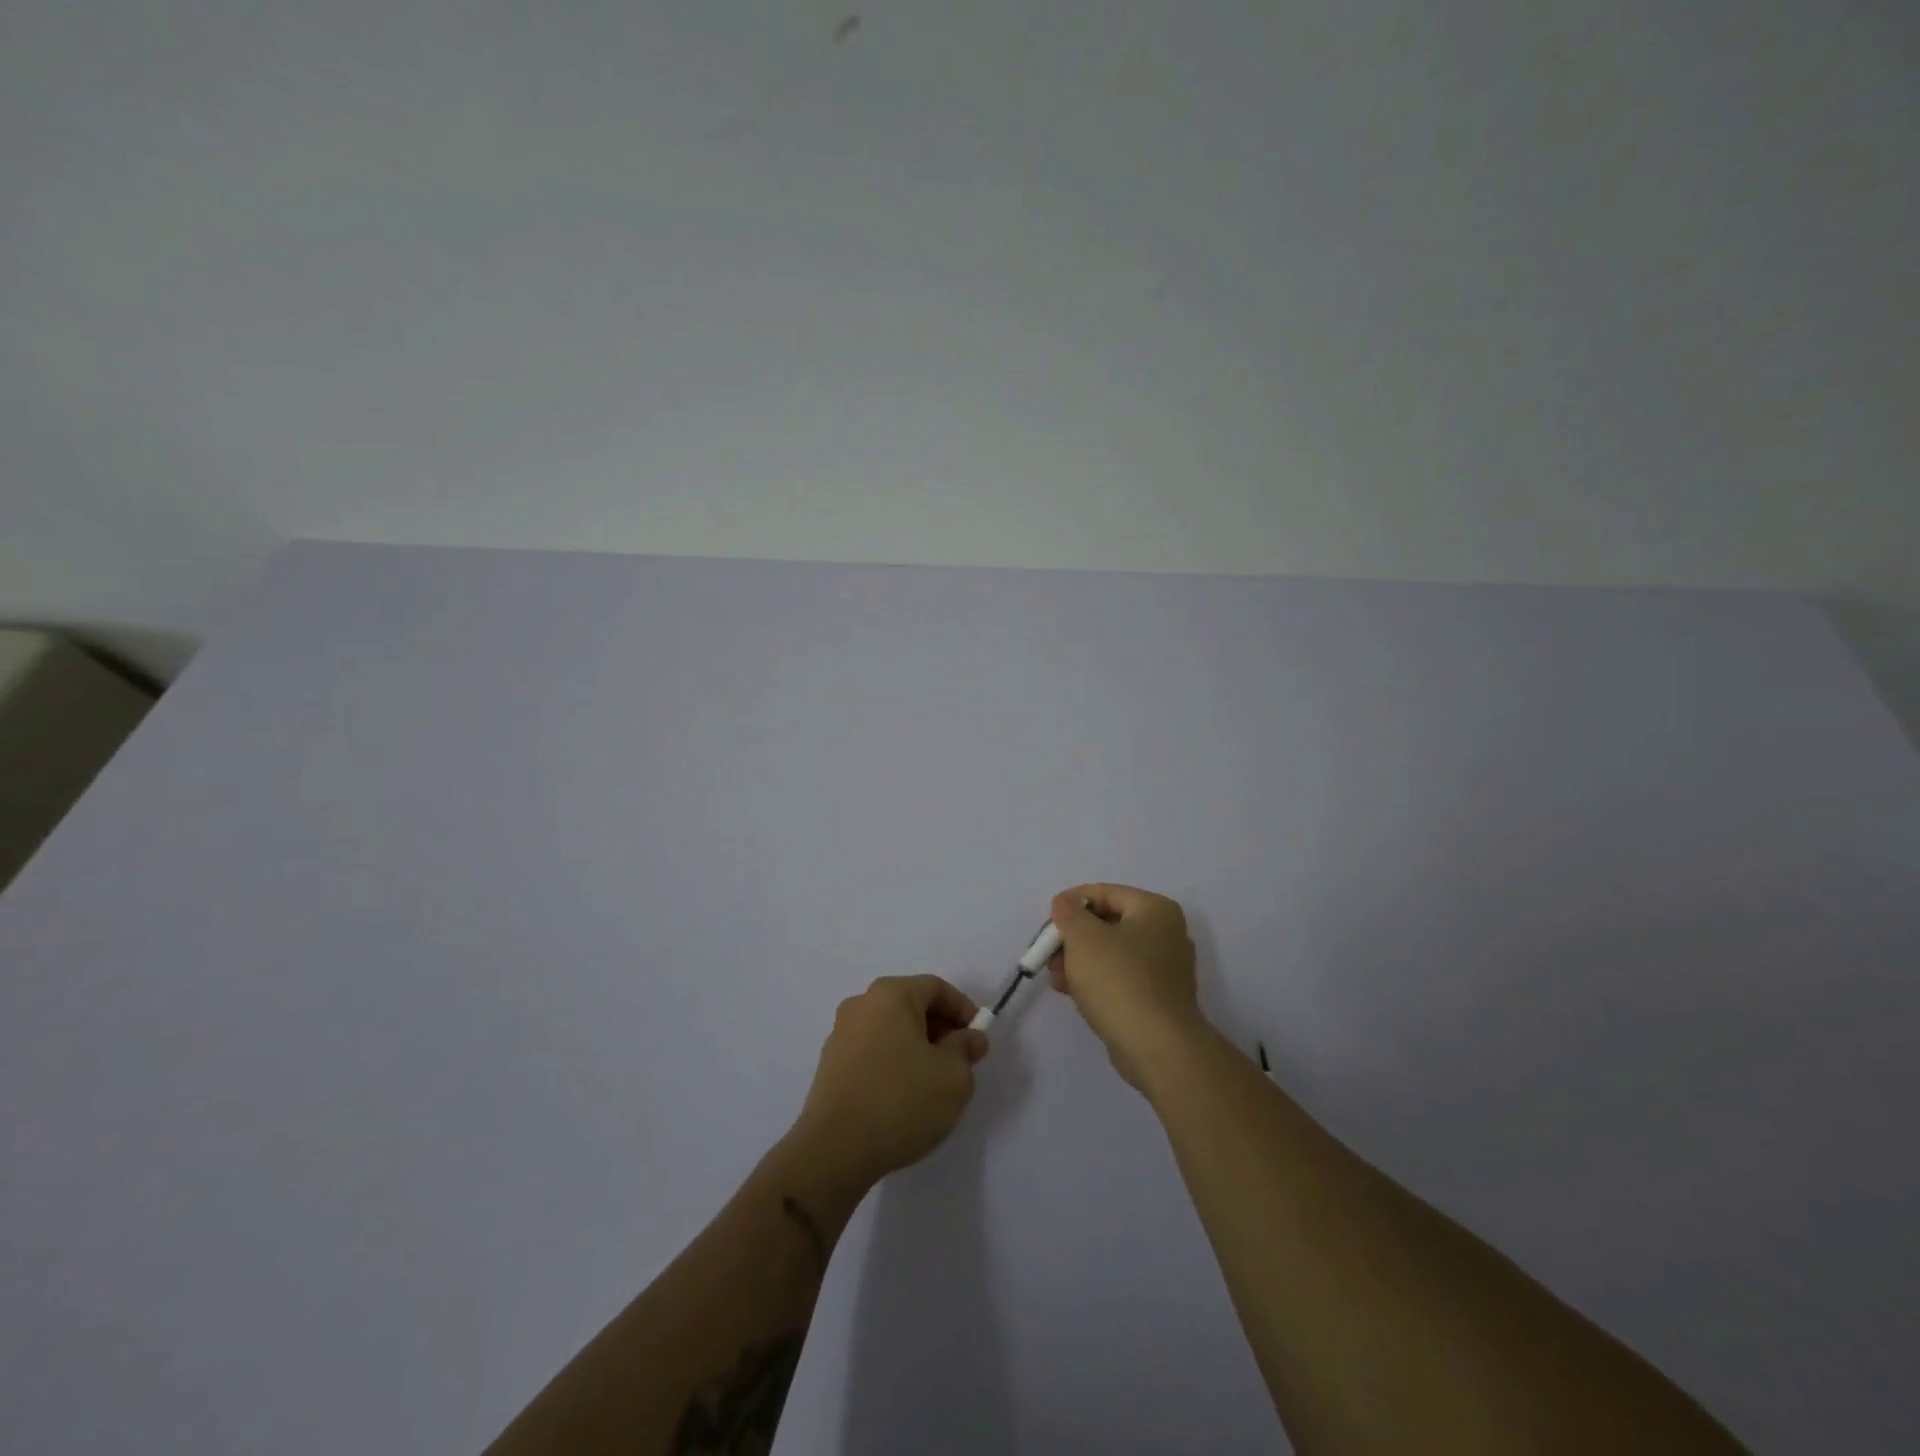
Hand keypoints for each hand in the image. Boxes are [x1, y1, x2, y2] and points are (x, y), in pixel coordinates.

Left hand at [792, 974, 989, 1190]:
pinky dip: (894, 1062)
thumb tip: (969, 1038)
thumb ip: (966, 1049)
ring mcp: (841, 1034)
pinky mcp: (830, 1064)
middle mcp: (861, 1004)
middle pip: (911, 1005)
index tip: (978, 1039)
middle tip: (961, 1061)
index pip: (936, 988)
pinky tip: (904, 1096)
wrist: (834, 1151)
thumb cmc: (901, 1101)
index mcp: (890, 994)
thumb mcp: (952, 1076)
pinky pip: (873, 1051)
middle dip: (941, 1029)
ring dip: (917, 1047)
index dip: (963, 1009)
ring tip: (934, 1082)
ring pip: (892, 1029)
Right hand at [1049, 884, 1206, 1089]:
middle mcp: (1166, 933)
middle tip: (1049, 952)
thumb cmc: (1119, 980)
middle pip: (1108, 923)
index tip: (1048, 920)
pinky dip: (1096, 980)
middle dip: (1073, 936)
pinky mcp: (1158, 998)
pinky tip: (1072, 992)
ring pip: (1112, 952)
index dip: (1072, 902)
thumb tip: (1065, 903)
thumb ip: (1068, 913)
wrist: (1157, 1047)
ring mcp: (1165, 968)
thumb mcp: (1083, 937)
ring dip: (1080, 960)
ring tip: (1056, 977)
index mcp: (1156, 909)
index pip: (1106, 893)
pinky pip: (1121, 977)